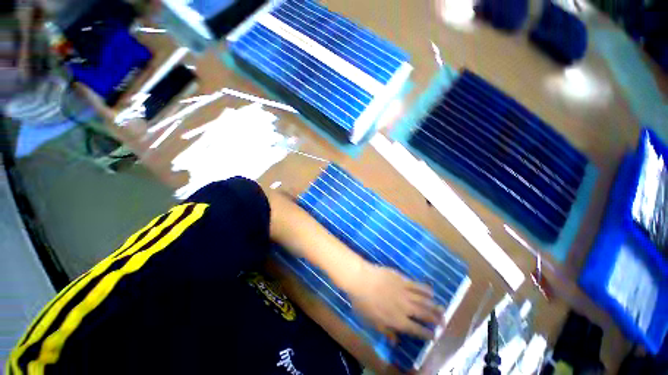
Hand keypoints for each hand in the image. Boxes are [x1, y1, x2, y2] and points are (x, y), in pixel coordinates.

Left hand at [347, 263, 442, 341]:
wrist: (361, 279)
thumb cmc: (363, 302)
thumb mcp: (371, 321)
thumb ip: (385, 331)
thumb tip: (396, 341)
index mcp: (398, 321)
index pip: (416, 330)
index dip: (426, 334)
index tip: (434, 335)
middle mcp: (405, 308)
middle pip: (424, 315)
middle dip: (435, 320)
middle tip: (443, 322)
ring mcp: (405, 292)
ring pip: (423, 300)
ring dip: (434, 305)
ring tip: (442, 309)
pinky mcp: (402, 279)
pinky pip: (417, 285)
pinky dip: (425, 289)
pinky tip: (431, 290)